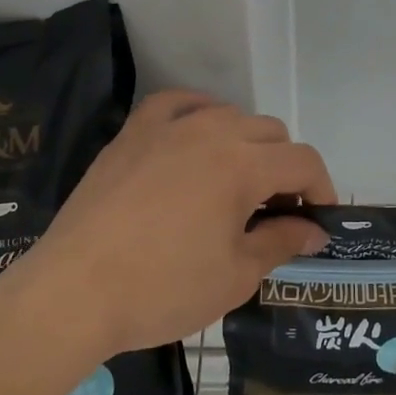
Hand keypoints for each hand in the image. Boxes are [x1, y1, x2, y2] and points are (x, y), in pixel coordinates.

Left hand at [14, 91, 333, 356]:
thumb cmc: (162, 289)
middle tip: (276, 212)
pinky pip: (177, 103)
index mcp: (243, 165)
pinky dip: (199, 113)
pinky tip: (198, 135)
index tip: (318, 221)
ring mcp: (168, 126)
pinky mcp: (133, 132)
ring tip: (236, 184)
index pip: (302, 161)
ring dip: (247, 143)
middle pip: (271, 132)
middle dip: (286, 168)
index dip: (321, 189)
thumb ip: (281, 242)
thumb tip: (314, 231)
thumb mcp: (235, 275)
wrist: (74, 292)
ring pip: (229, 115)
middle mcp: (211, 131)